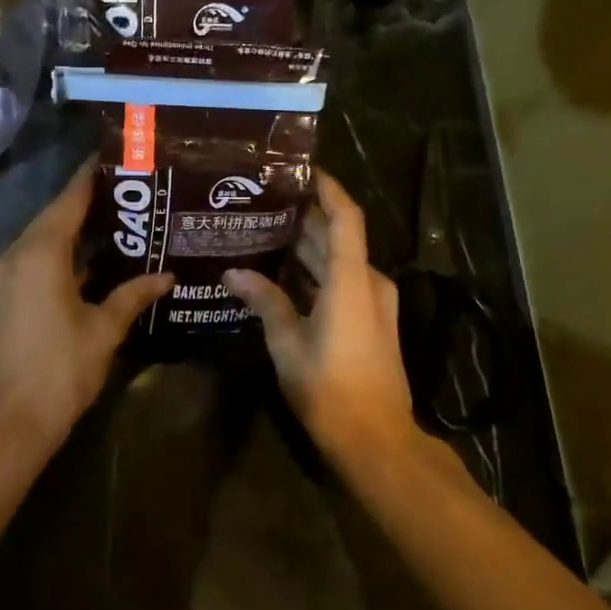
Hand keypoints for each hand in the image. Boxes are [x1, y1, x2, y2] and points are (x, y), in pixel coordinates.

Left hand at [0, 162, 174, 453]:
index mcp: (41, 252)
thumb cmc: (61, 369)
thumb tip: (166, 275)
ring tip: (119, 215)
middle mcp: (18, 253)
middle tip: (131, 189)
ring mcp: (7, 275)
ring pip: (45, 236)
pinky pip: (37, 256)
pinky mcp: (7, 294)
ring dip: (75, 226)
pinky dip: (64, 250)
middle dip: (88, 199)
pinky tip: (94, 255)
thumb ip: (133, 295)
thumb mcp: (104, 329)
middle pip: (55, 214)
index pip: (71, 199)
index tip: (117, 157)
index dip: (92, 176)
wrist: (10, 420)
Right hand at [224, 171, 416, 461]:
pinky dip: (316, 273)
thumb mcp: (288, 344)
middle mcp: (368, 282)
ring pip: (339, 261)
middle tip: (263, 203)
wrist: (377, 440)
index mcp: (352, 279)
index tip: (301, 169)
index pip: (345, 216)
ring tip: (264, 232)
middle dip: (304, 218)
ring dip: (307, 247)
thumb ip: (265, 302)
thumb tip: (233, 274)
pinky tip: (282, 275)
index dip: (327, 188)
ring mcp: (374, 302)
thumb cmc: (330, 389)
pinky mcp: (372, 321)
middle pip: (338, 237)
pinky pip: (342, 282)